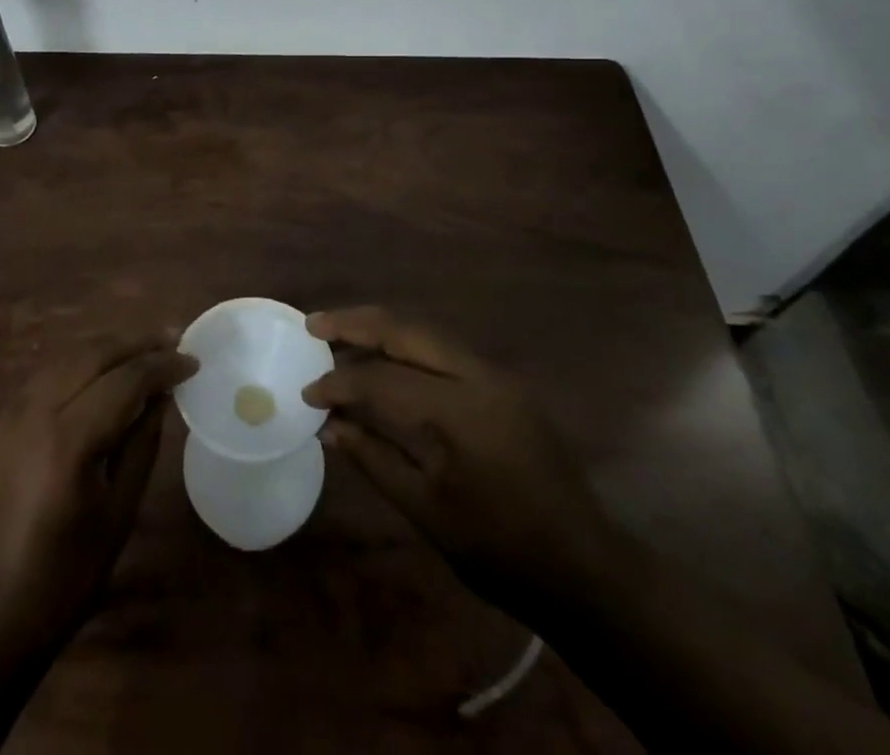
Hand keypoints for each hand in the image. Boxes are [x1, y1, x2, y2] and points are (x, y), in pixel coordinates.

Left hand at [0, 331, 197, 661]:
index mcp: (66, 442)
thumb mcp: (116, 516)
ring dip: (105, 351)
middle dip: (135, 344)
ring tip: (141, 353)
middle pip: (91, 355)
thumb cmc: (59, 585)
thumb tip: (160, 397)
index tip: (192, 361)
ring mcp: (4, 418)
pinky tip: (97, 378)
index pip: (124, 380)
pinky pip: (41, 381)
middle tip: (171, 340)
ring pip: (63, 360)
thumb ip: (141, 446)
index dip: (161, 365)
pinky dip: (76, 369)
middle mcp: (31, 415)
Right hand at [303, 307, 629, 622]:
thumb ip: (374, 459)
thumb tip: (330, 426)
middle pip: (406, 330)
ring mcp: (497, 375)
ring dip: (382, 331)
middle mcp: (478, 376)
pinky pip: (447, 352)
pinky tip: (387, 361)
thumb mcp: (426, 512)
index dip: (339, 383)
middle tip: (314, 324)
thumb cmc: (498, 550)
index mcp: (457, 412)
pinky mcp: (506, 383)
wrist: (582, 565)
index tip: (307, 392)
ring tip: (341, 335)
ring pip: (427, 333)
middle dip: (356, 323)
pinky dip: (410, 349)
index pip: (382, 379)